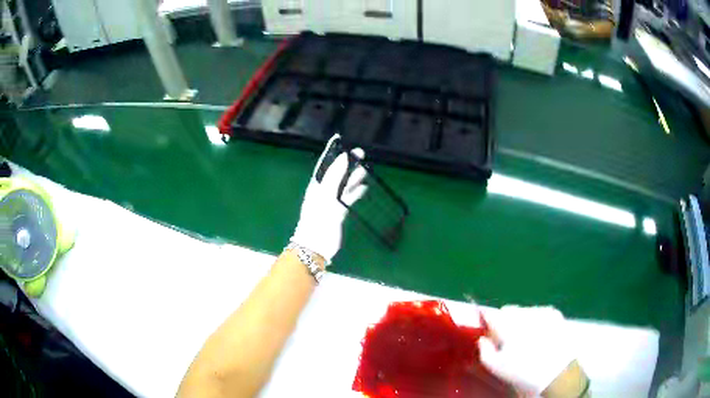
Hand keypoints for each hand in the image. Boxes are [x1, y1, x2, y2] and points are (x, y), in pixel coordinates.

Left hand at [291, 135, 367, 263]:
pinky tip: (363, 188)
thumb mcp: (325, 195)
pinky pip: (348, 199)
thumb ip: (334, 176)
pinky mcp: (338, 213)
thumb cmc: (317, 218)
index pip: (326, 165)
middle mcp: (323, 191)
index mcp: (317, 185)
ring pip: (344, 186)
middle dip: (348, 164)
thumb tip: (344, 157)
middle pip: (337, 174)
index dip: (334, 154)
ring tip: (365, 170)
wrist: (315, 245)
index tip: (342, 142)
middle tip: (361, 154)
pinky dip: (355, 193)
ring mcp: (331, 202)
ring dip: (353, 178)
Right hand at [478, 306, 577, 395]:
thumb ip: (484, 351)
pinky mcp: (555, 314)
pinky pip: (540, 312)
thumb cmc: (523, 372)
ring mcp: (541, 311)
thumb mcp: (496, 367)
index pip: (490, 314)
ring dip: (521, 320)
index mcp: (506, 324)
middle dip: (505, 321)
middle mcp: (524, 313)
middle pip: (508, 311)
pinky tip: (539, 334)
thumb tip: (482, 339)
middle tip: (505, 339)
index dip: (484, 318)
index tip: (484, 325)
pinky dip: (537, 320)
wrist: (558, 372)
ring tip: (524, 338)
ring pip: (524, 311)